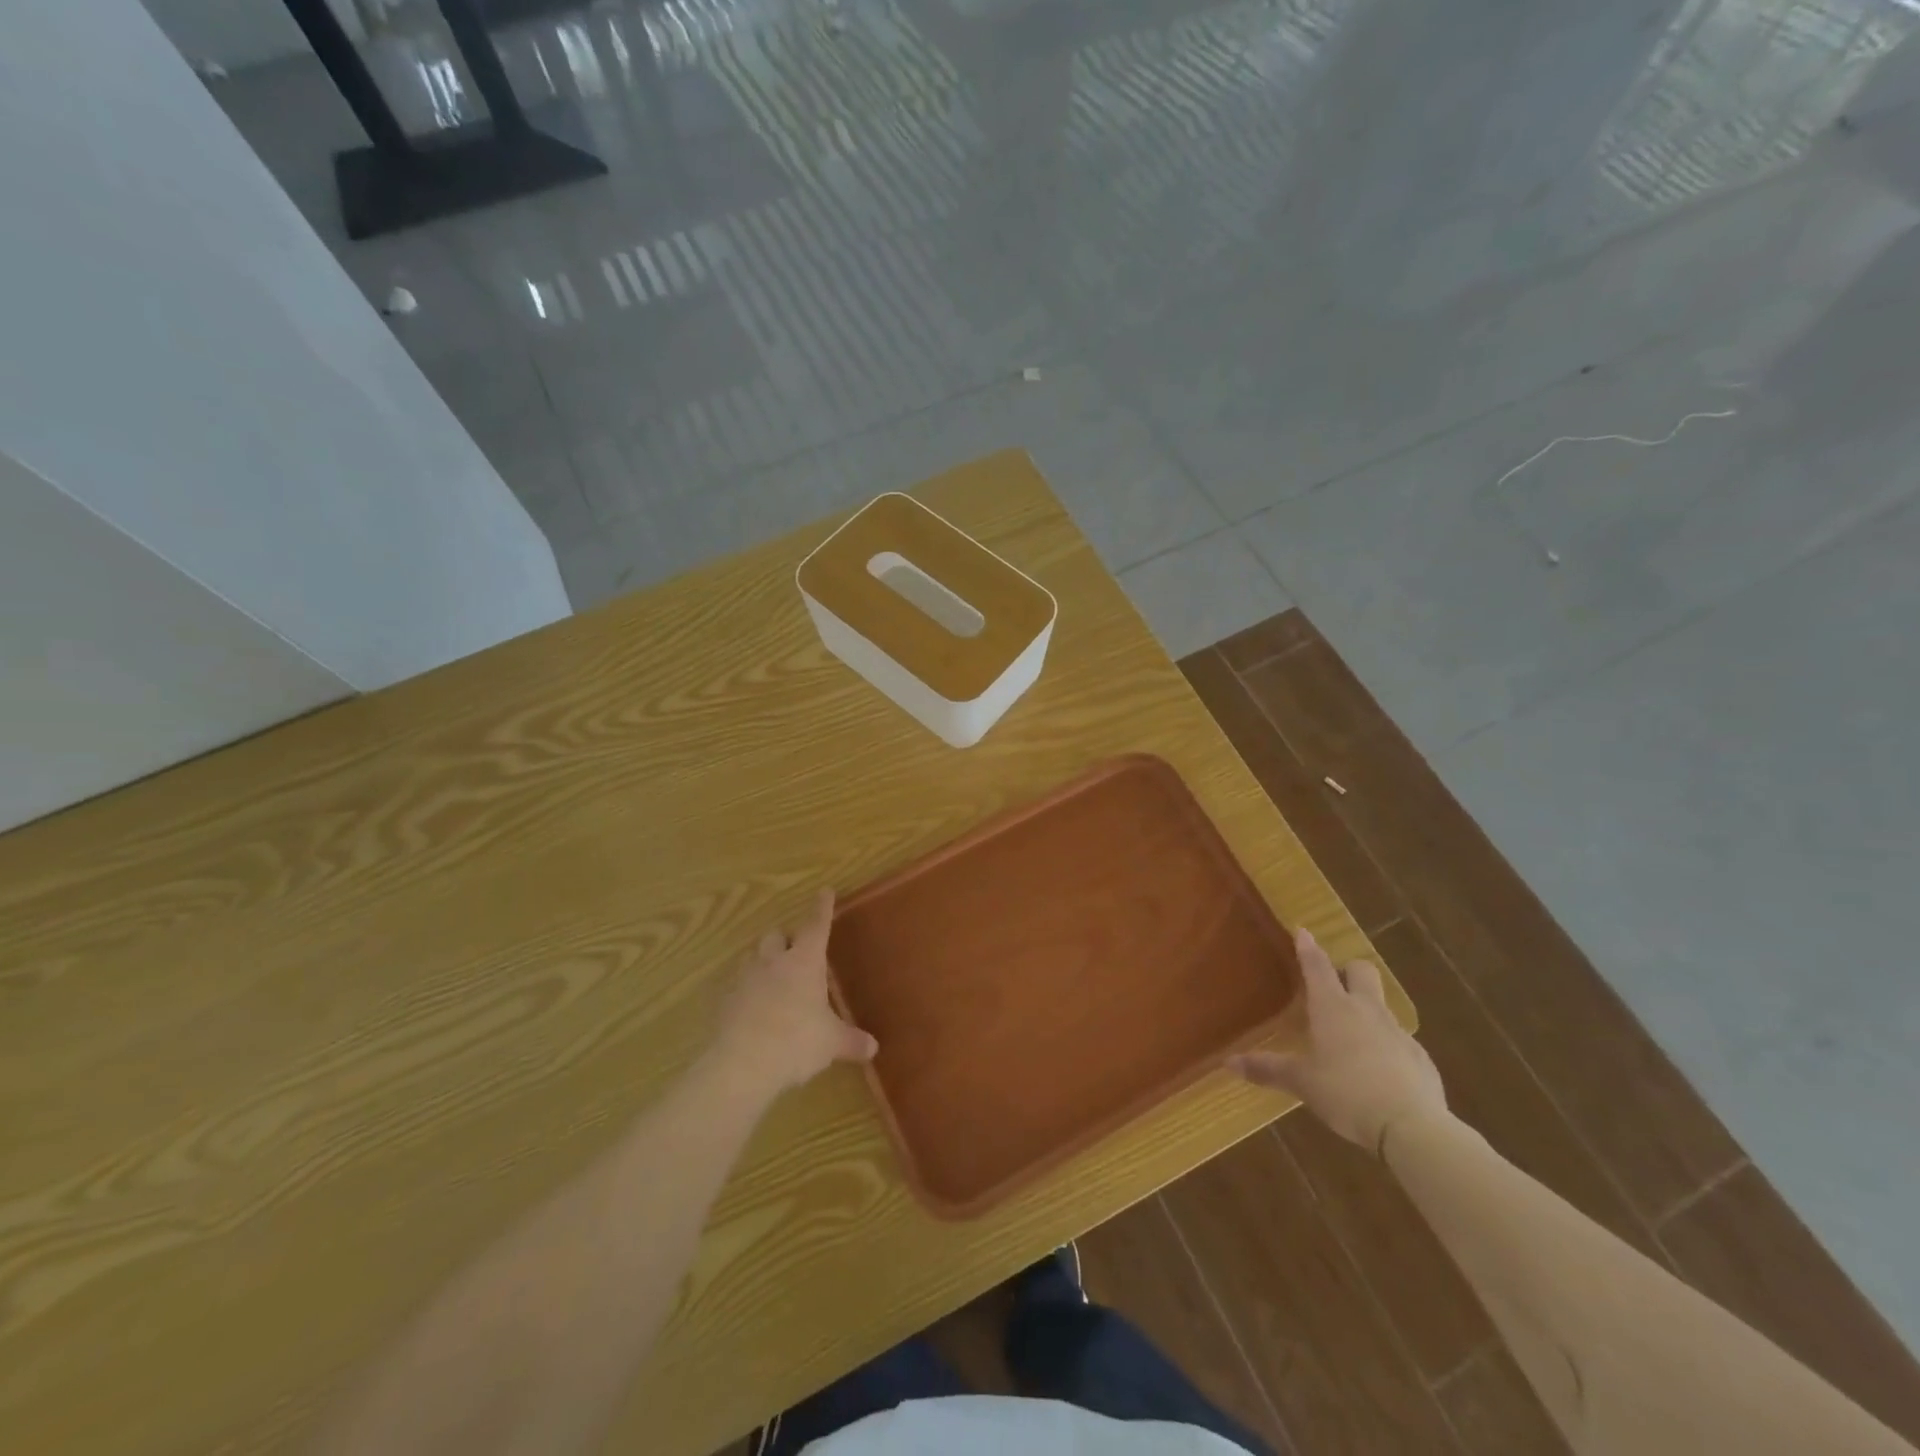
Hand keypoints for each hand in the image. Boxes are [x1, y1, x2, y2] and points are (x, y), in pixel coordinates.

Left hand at [712, 889, 877, 1098]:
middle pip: (777, 935)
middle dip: (786, 939)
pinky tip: (753, 1007)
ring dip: (764, 960)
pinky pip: (737, 985)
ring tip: (773, 977)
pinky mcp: (725, 1000)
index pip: (816, 925)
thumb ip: (852, 1041)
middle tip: (796, 951)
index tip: (825, 891)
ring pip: (753, 956)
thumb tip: (873, 1048)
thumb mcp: (831, 1043)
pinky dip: (747, 989)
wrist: (742, 1064)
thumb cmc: (796, 1041)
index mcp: (805, 961)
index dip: (822, 908)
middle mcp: (774, 961)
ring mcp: (745, 978)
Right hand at [1229, 927, 1445, 1154]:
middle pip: (1362, 971)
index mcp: (1332, 1007)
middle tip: (1333, 983)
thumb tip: (1228, 1062)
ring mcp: (1398, 1032)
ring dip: (1367, 1010)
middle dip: (1348, 970)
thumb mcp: (1301, 1082)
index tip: (1303, 930)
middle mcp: (1366, 1010)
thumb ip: (1267, 1069)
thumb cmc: (1346, 1093)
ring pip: (1382, 1006)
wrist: (1412, 1127)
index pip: (1317, 966)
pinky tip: (1378, 1072)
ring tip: (1351, 1036)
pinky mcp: (1420, 1058)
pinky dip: (1386, 1046)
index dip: (1308, 947)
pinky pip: (1399, 1041)